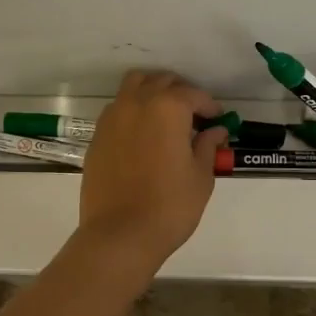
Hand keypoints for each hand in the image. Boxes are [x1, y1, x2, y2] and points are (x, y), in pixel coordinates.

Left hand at [77, 70, 227, 269]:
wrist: (119, 234)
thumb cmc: (170, 206)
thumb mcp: (200, 176)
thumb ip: (207, 146)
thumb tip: (215, 131)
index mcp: (167, 108)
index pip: (193, 95)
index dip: (209, 106)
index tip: (218, 119)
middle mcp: (136, 103)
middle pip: (161, 81)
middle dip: (181, 92)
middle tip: (194, 115)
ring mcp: (112, 117)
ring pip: (134, 86)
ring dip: (152, 92)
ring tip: (166, 116)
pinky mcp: (97, 135)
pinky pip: (118, 108)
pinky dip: (133, 109)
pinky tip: (143, 134)